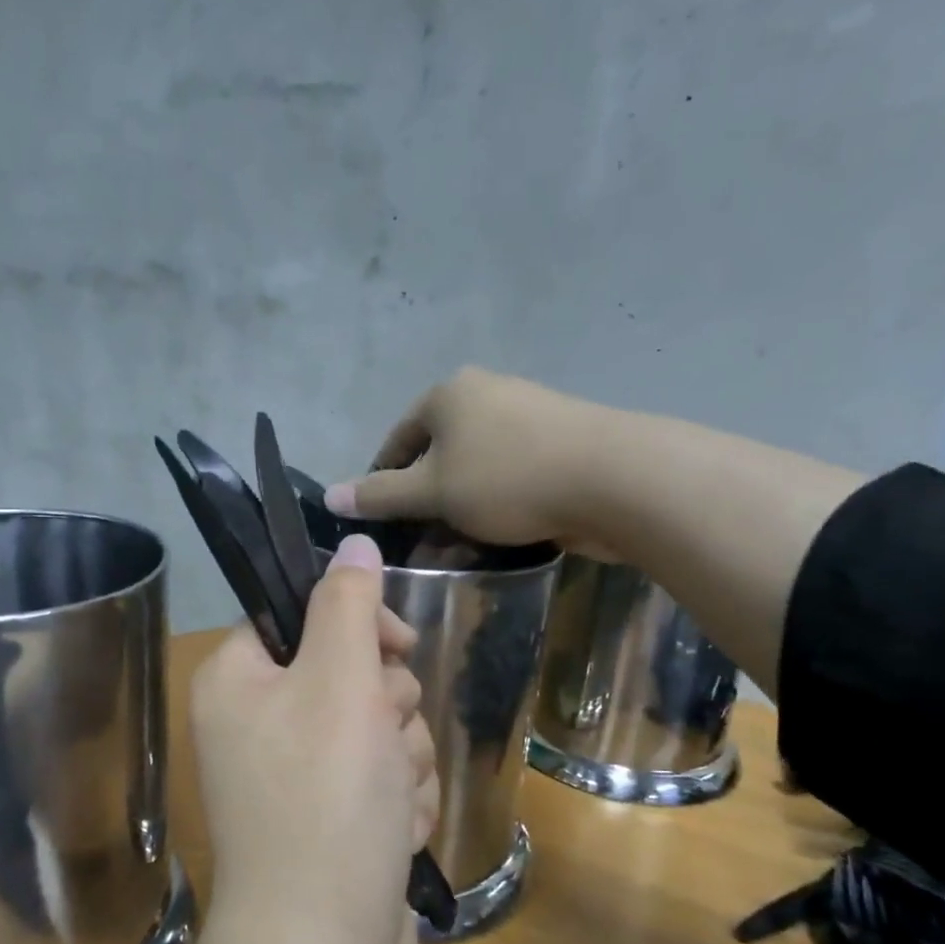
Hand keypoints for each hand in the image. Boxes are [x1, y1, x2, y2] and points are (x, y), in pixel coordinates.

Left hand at [190, 534, 438, 943]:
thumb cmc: (325, 803)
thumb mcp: (339, 682)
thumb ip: (348, 604)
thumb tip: (355, 540)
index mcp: (238, 678)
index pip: (305, 613)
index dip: (357, 626)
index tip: (393, 651)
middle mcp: (260, 720)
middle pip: (351, 670)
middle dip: (388, 706)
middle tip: (382, 742)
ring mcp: (298, 774)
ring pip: (380, 724)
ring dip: (401, 756)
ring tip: (388, 799)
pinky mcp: (335, 817)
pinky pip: (384, 776)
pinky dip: (399, 799)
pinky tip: (392, 833)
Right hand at [325, 367, 609, 552]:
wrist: (615, 479)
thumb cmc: (508, 479)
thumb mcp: (432, 492)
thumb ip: (380, 495)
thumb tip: (329, 496)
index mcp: (448, 394)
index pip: (397, 441)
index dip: (383, 484)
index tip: (384, 526)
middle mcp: (485, 394)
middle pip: (438, 455)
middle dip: (427, 503)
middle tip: (422, 544)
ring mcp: (528, 416)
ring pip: (476, 470)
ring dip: (461, 509)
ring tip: (460, 548)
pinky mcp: (560, 444)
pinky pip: (511, 477)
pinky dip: (498, 505)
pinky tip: (501, 537)